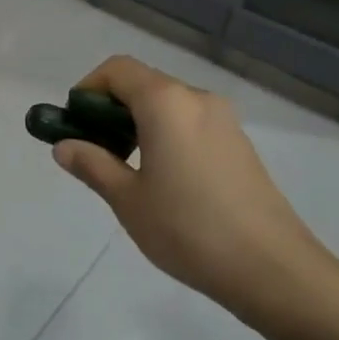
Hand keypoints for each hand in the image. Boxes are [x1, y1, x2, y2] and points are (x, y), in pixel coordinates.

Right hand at [50, 56, 334, 327]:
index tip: (75, 124)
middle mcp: (197, 98)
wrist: (273, 269)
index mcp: (166, 102)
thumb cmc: (189, 229)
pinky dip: (166, 135)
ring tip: (127, 170)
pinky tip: (165, 179)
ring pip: (168, 105)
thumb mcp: (128, 200)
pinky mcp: (240, 144)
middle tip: (94, 150)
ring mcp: (224, 120)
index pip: (117, 70)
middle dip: (110, 109)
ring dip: (138, 123)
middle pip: (143, 84)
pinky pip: (191, 123)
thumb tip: (64, 147)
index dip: (88, 89)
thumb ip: (92, 165)